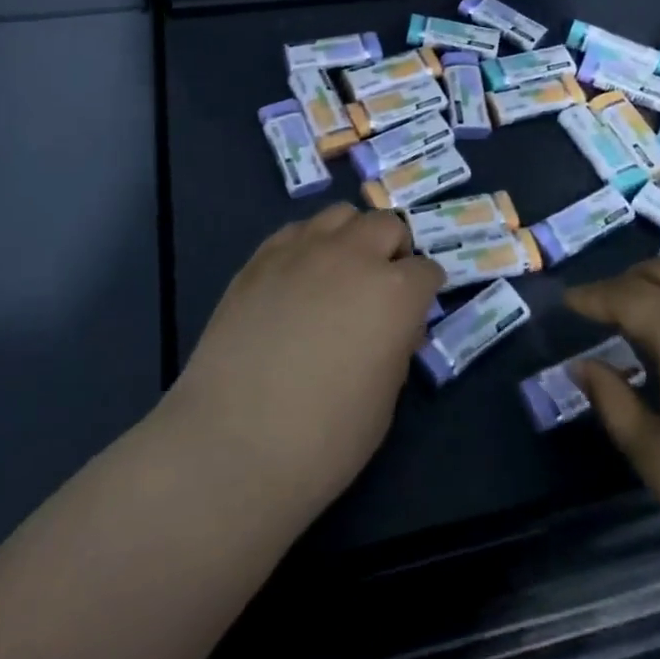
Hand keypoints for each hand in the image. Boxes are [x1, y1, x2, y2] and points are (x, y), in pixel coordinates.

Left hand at [166, 203, 444, 519]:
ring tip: (339, 272)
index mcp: (395, 293)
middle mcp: (354, 256)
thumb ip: (395, 345)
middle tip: (380, 286)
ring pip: (341, 215)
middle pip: (387, 225)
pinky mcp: (261, 257)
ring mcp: (304, 250)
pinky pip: (297, 230)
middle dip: (393, 250)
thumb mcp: (385, 399)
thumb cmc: (324, 439)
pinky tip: (298, 278)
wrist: (233, 444)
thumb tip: (393, 325)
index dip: (424, 291)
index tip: (415, 311)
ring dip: (351, 237)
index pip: (427, 270)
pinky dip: (309, 245)